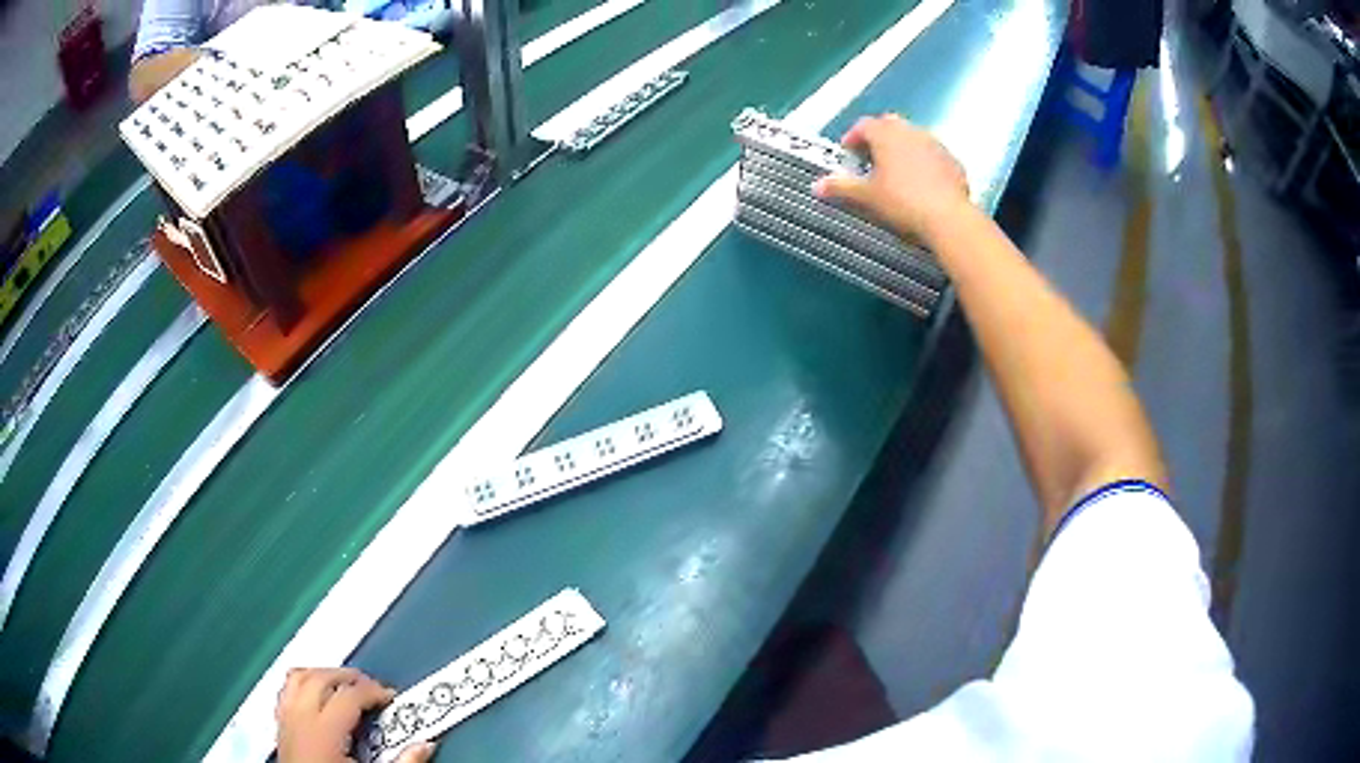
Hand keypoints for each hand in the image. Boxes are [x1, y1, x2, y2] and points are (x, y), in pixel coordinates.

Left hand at [277, 668, 436, 762]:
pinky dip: (301, 685)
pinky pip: (285, 692)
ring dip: (321, 675)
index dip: (374, 692)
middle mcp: (299, 719)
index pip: (350, 696)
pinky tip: (313, 695)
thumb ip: (402, 762)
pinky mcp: (279, 729)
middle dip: (348, 677)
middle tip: (371, 686)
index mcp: (323, 731)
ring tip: (342, 683)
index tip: (390, 698)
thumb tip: (424, 747)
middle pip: (321, 678)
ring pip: (298, 678)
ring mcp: (285, 722)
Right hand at [813, 114, 970, 245]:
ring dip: (902, 148)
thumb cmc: (902, 202)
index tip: (848, 152)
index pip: (863, 125)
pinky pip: (933, 154)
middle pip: (889, 124)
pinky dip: (924, 162)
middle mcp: (910, 132)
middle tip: (871, 158)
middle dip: (878, 137)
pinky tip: (921, 182)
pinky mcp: (952, 161)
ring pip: (913, 137)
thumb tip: (817, 186)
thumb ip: (841, 188)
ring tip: (896, 171)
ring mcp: (935, 144)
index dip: (853, 137)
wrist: (948, 218)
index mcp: (886, 135)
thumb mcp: (867, 196)